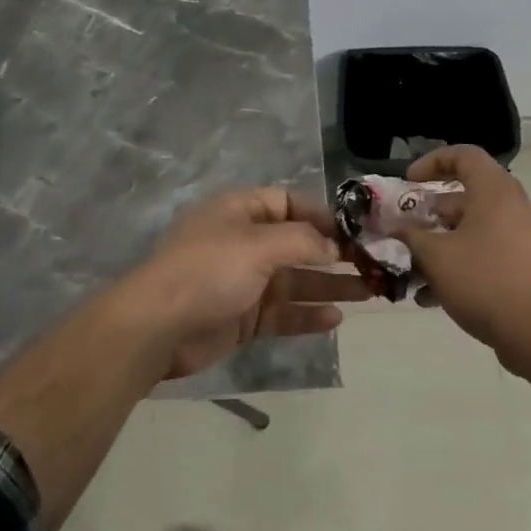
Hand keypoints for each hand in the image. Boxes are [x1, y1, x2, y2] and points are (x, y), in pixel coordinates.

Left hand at [124, 188, 371, 380]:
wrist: (157, 327)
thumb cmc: (208, 271)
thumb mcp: (258, 245)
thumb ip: (303, 242)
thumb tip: (335, 246)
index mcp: (240, 212)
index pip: (288, 203)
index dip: (321, 215)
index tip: (354, 232)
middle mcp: (243, 242)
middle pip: (297, 244)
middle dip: (334, 254)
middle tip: (373, 265)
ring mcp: (243, 281)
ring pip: (295, 280)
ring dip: (329, 285)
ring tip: (370, 292)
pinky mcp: (242, 317)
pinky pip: (282, 312)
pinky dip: (307, 314)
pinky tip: (336, 318)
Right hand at [402, 147, 530, 357]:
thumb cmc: (485, 281)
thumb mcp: (436, 256)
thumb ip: (411, 236)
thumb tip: (396, 228)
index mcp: (494, 192)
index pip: (464, 155)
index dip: (432, 162)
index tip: (409, 182)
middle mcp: (509, 207)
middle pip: (463, 195)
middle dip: (428, 212)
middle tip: (403, 228)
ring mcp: (517, 237)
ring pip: (469, 229)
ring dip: (437, 244)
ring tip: (410, 269)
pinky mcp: (519, 265)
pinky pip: (481, 252)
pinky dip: (456, 264)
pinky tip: (429, 296)